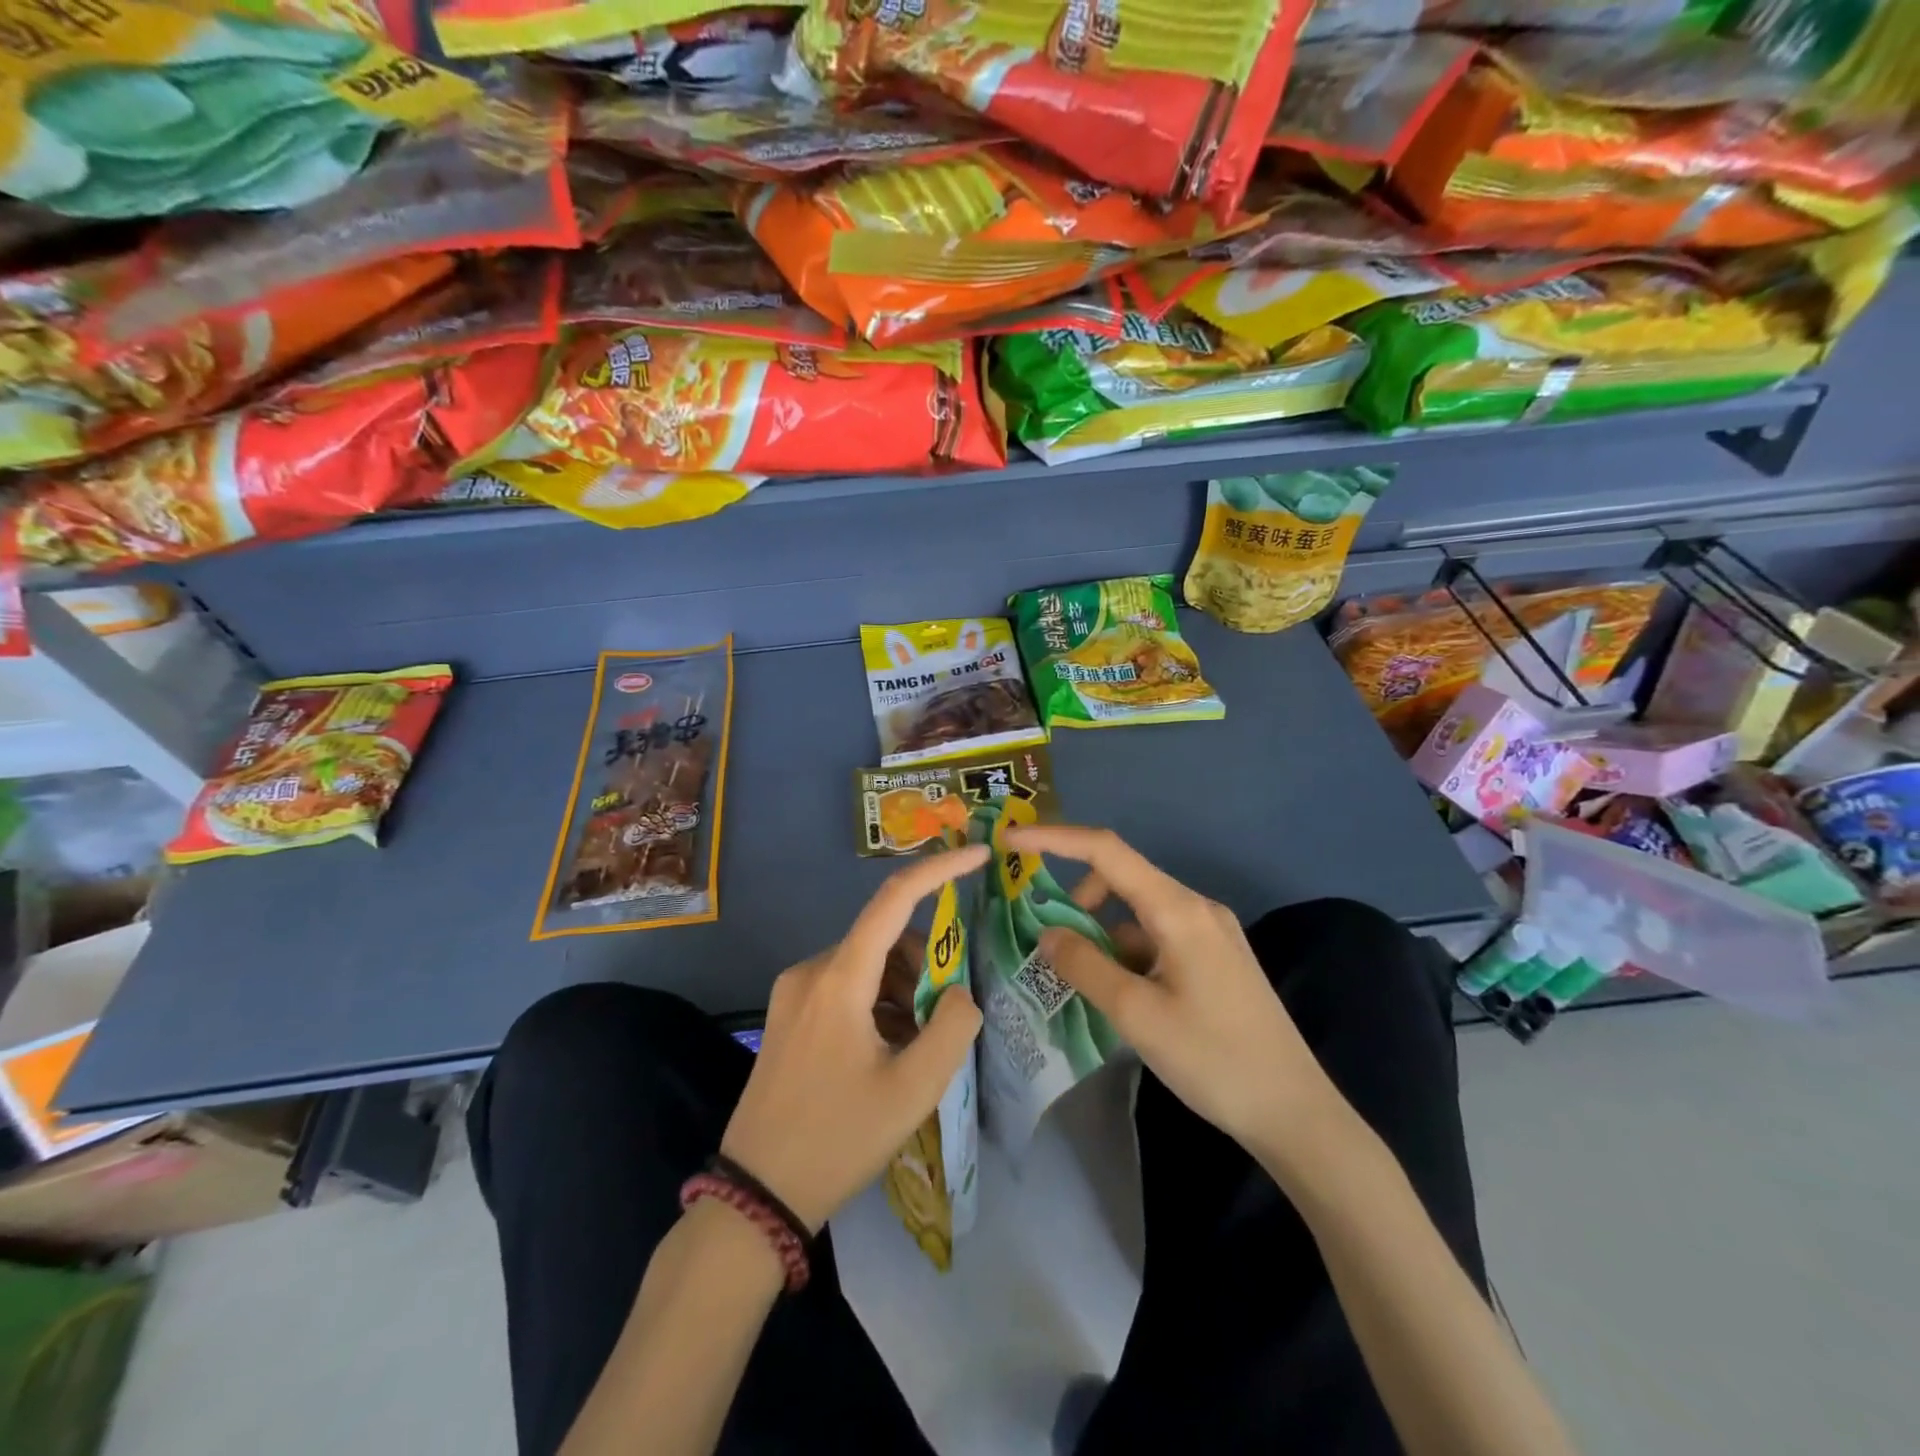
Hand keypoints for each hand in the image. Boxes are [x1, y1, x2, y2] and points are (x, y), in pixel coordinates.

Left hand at [720, 845, 988, 1231]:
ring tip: (914, 1048)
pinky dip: (877, 1004)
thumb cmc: (838, 1138)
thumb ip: (953, 1028)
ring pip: (868, 965)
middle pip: (887, 940)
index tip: (979, 854)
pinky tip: (886, 1052)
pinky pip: (846, 986)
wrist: (756, 1194)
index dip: (940, 869)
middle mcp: (812, 969)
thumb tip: (960, 993)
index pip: (895, 898)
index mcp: (840, 978)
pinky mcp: (787, 1013)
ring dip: (902, 990)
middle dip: (926, 966)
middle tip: (945, 1018)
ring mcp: (794, 991)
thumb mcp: (913, 1090)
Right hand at [1006, 825, 1340, 1159]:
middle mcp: (1196, 907)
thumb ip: (1085, 966)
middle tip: (1046, 940)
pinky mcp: (1215, 958)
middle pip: (1122, 879)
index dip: (1054, 840)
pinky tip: (1122, 998)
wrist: (1295, 1112)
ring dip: (1102, 933)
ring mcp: (1210, 933)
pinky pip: (1157, 937)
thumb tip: (1048, 933)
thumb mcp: (1137, 1015)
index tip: (1010, 842)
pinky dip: (1127, 954)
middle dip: (1077, 899)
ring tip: (1083, 982)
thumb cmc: (1214, 1060)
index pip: (1106, 851)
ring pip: (1138, 913)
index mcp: (1178, 910)